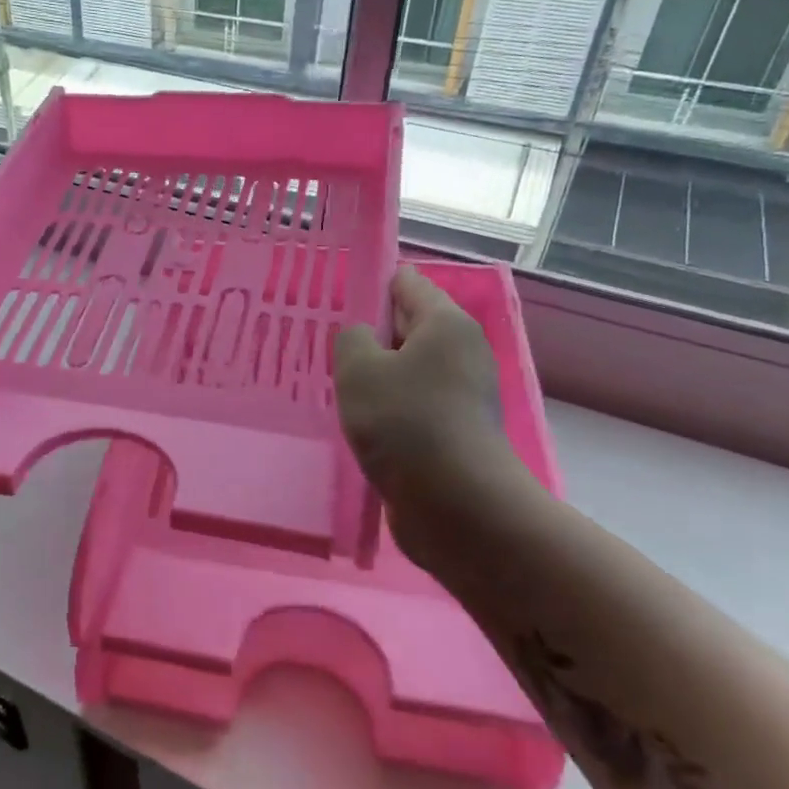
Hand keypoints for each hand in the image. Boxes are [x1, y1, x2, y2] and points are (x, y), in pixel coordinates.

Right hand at [334, 266, 542, 569]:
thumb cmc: (405, 423)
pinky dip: (388, 409)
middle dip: (368, 335)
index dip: (368, 286)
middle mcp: (461, 351)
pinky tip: (359, 423)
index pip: (405, 282)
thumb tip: (361, 338)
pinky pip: (412, 404)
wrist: (456, 505)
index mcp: (445, 323)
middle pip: (407, 326)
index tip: (333, 306)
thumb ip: (350, 338)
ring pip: (407, 370)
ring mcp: (462, 394)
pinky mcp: (455, 431)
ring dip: (375, 378)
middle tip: (326, 349)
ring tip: (336, 388)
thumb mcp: (359, 369)